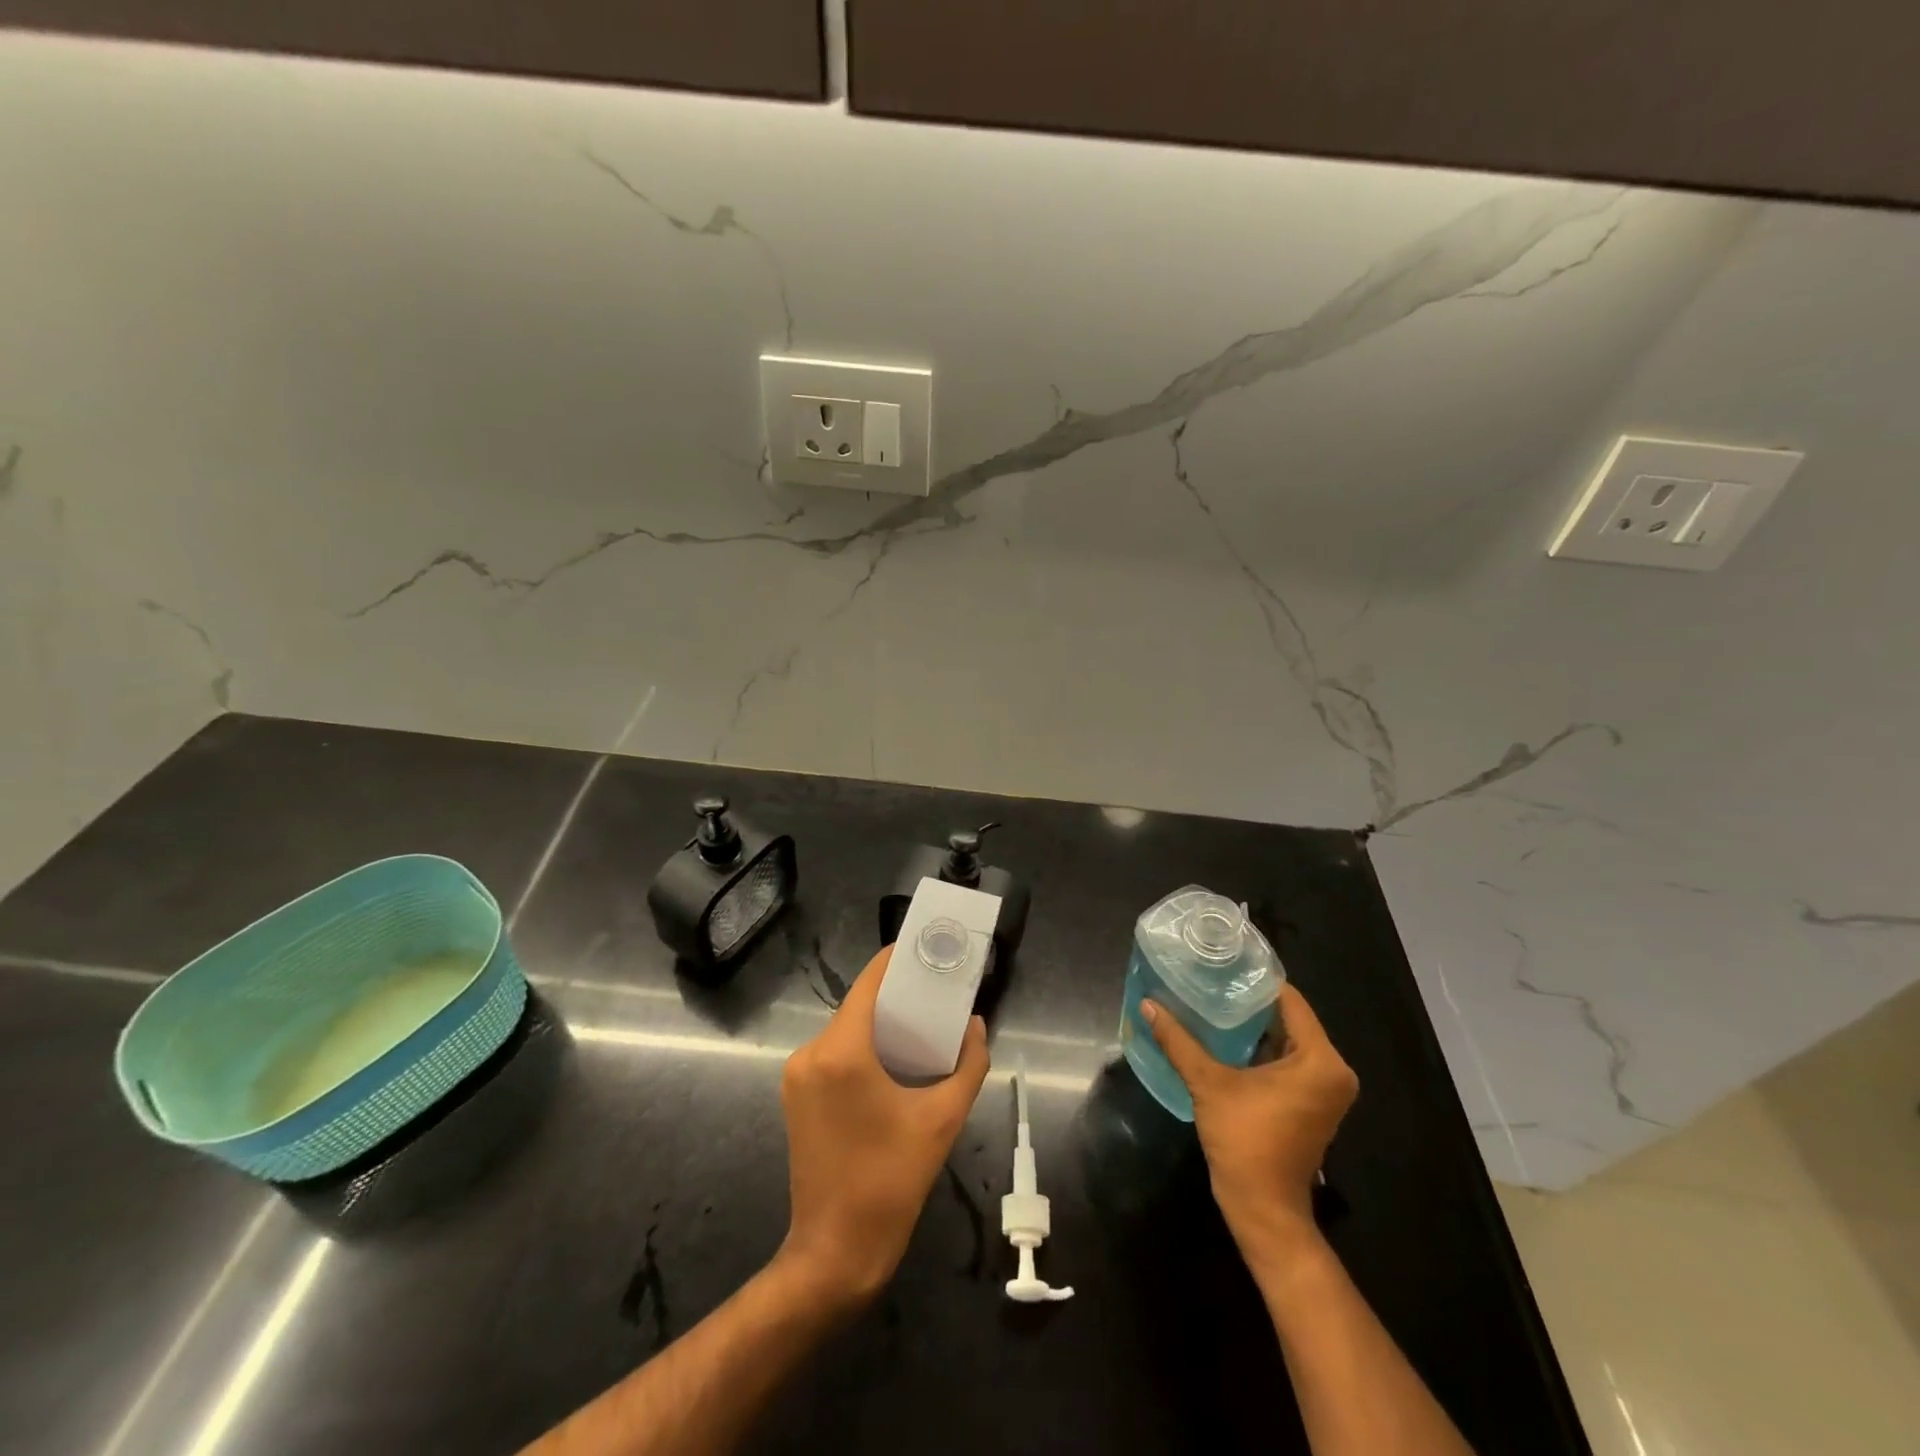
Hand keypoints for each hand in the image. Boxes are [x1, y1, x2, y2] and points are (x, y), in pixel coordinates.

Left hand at [778, 945, 990, 1303]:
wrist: (835, 1252)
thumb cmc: (890, 1182)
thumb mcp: (942, 1120)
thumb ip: (968, 1065)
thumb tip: (975, 1025)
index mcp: (841, 1051)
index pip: (869, 983)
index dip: (898, 961)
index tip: (930, 952)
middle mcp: (810, 1053)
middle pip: (858, 1005)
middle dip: (896, 995)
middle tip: (938, 993)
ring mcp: (797, 1075)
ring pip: (846, 1029)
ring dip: (880, 1023)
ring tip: (923, 1024)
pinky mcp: (796, 1095)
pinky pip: (834, 1053)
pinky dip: (863, 1046)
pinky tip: (894, 1058)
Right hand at [1144, 983, 1357, 1251]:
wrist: (1263, 1208)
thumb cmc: (1245, 1141)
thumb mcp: (1209, 1083)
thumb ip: (1179, 1041)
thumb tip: (1148, 1004)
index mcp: (1321, 1060)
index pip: (1290, 1001)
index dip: (1255, 980)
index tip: (1223, 963)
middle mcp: (1333, 1070)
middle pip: (1289, 1018)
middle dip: (1250, 1001)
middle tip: (1212, 979)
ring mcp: (1325, 1089)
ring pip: (1287, 1039)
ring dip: (1254, 1025)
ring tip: (1213, 1000)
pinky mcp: (1312, 1102)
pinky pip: (1288, 1059)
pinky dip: (1261, 1047)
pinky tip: (1225, 1035)